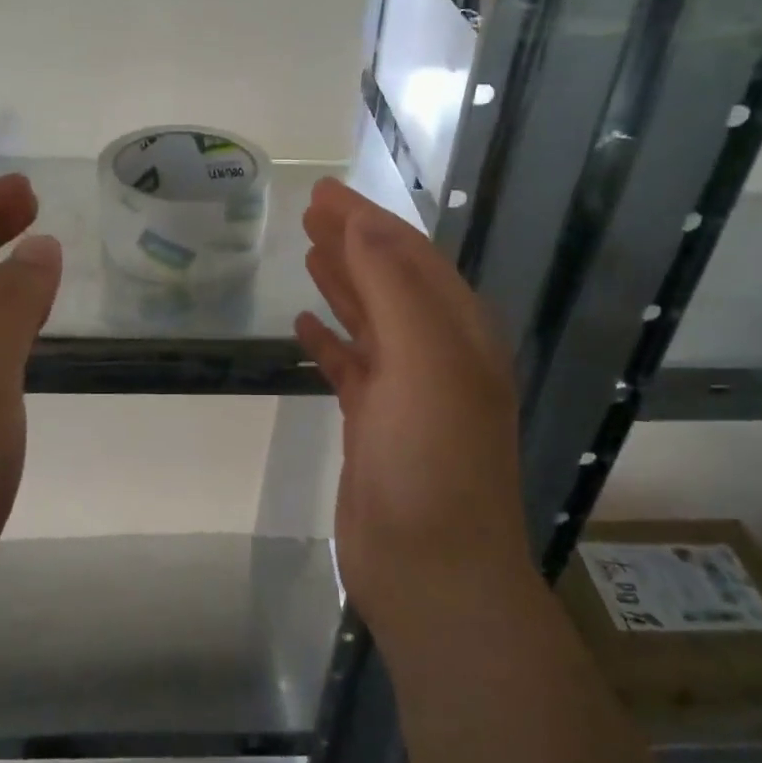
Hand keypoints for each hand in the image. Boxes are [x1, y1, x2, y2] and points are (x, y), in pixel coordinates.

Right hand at [295, 179, 531, 647]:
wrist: (433, 570)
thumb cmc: (433, 460)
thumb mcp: (424, 361)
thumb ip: (394, 289)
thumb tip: (363, 228)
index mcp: (458, 332)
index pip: (412, 256)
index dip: (369, 221)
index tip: (324, 192)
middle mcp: (438, 355)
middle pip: (391, 281)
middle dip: (354, 242)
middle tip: (311, 211)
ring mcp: (405, 392)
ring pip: (370, 320)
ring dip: (342, 283)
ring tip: (307, 251)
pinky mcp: (374, 425)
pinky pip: (349, 366)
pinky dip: (329, 340)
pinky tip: (303, 324)